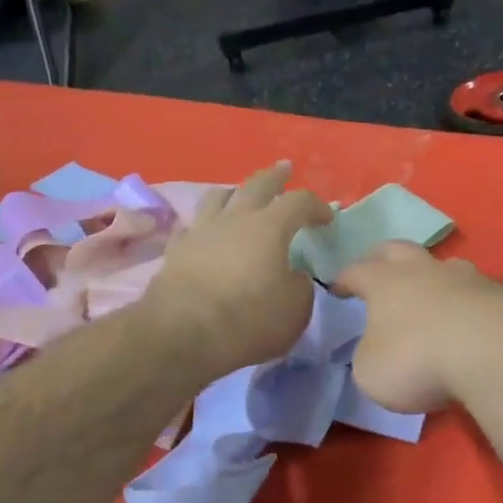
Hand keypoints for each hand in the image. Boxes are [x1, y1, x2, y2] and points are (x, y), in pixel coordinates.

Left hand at [144, 162, 332, 380]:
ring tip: (240, 193)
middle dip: (275, 177)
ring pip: (217, 197)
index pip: (299, 202)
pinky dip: (203, 226)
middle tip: (285, 169)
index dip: (316, 206)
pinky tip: (204, 232)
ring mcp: (200, 232)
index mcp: (270, 227)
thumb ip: (300, 286)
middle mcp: (234, 219)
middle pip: (257, 185)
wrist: (183, 333)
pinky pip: (191, 227)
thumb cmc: (248, 319)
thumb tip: (293, 276)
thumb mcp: (295, 309)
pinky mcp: (176, 252)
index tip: (327, 218)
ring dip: (234, 192)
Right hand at [335, 242, 502, 412]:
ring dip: (433, 275)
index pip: (357, 272)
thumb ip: (369, 355)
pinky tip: (470, 320)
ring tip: (431, 292)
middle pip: (399, 249)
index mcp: (385, 283)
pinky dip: (467, 301)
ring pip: (444, 265)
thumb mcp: (372, 371)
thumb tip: (377, 349)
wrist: (495, 352)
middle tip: (378, 268)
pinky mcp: (502, 296)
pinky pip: (477, 292)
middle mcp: (425, 271)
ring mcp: (467, 279)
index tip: (336, 288)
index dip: (344, 279)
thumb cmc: (418, 359)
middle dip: (384, 256)